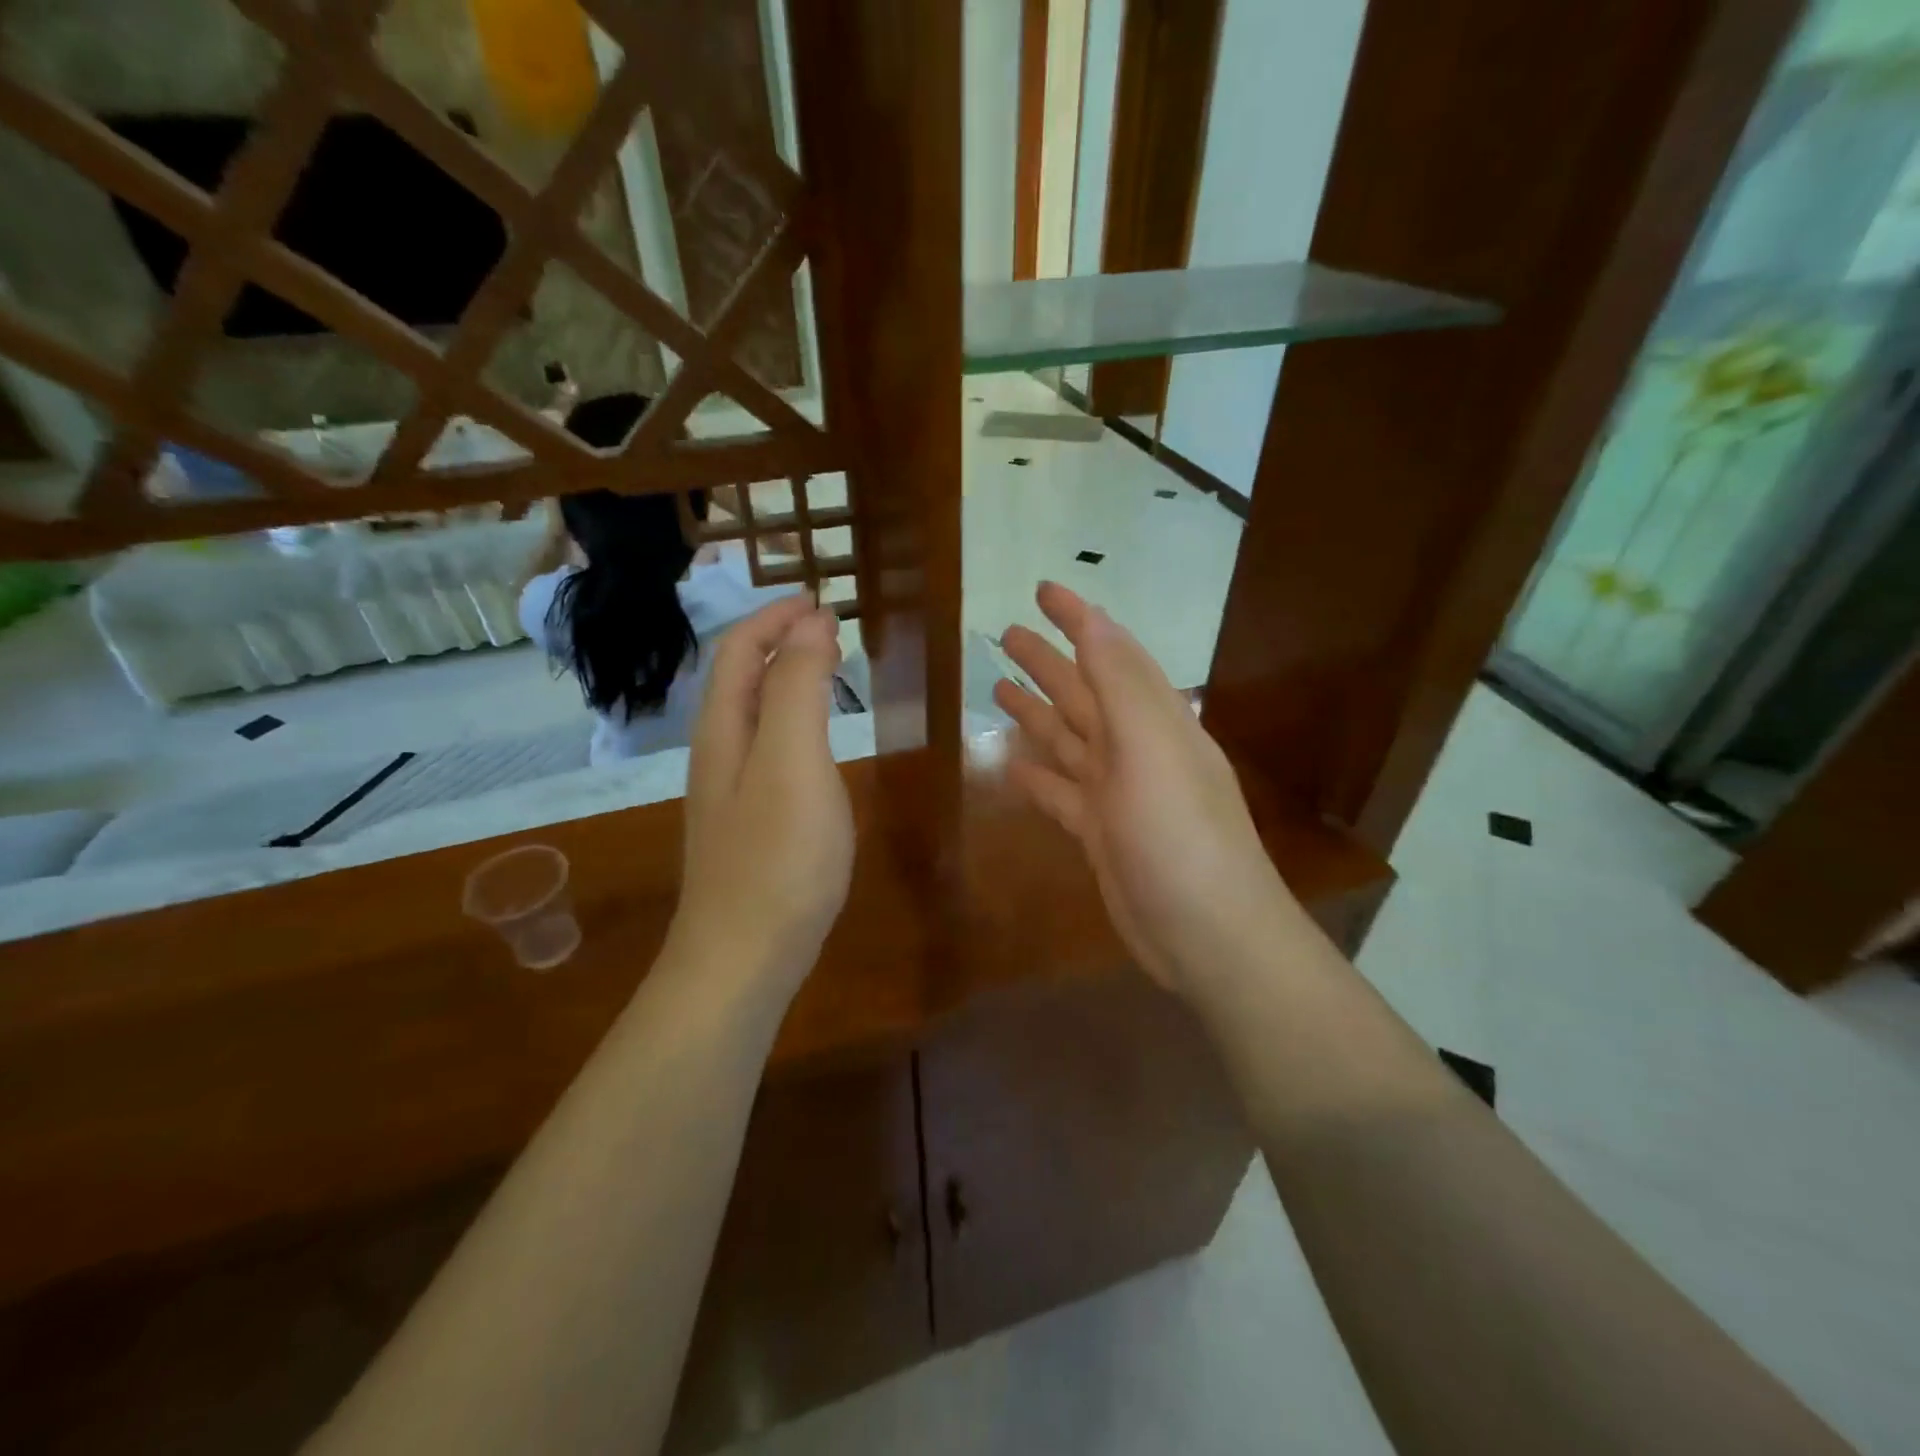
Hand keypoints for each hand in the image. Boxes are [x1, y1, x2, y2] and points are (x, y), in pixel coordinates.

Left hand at [674, 596, 853, 988]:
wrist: (744, 959)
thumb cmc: (776, 857)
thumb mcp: (792, 760)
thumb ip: (799, 687)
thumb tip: (811, 622)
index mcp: (723, 729)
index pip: (737, 650)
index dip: (774, 618)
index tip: (822, 602)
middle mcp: (718, 754)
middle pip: (739, 679)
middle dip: (779, 643)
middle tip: (831, 632)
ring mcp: (730, 794)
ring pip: (754, 717)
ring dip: (787, 681)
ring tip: (828, 672)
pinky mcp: (750, 826)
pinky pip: (768, 752)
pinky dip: (794, 724)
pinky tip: (818, 745)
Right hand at [993, 583, 1295, 994]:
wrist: (1208, 935)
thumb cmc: (1181, 837)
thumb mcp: (1153, 752)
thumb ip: (1122, 687)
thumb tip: (1095, 622)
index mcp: (1155, 722)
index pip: (1113, 654)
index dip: (1080, 620)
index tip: (1044, 589)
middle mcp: (1136, 751)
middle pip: (1084, 694)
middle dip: (1048, 663)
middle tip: (1005, 635)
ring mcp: (1117, 795)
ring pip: (1068, 741)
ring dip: (1037, 714)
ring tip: (997, 690)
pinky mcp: (1100, 835)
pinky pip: (1061, 794)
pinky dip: (1037, 777)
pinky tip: (1010, 765)